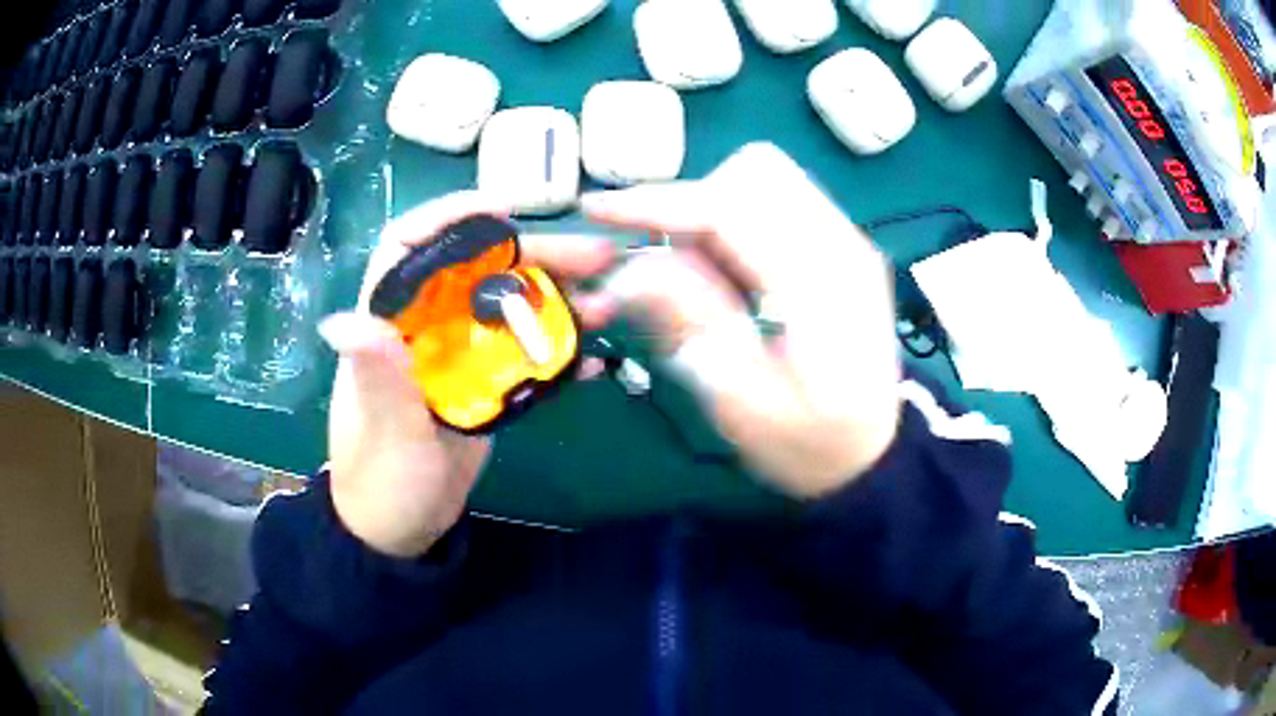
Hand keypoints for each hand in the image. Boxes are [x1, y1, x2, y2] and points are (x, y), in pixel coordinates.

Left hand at [319, 192, 613, 556]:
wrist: (400, 528)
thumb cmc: (381, 479)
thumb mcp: (382, 431)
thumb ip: (376, 376)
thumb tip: (343, 318)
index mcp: (389, 324)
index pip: (407, 247)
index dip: (449, 216)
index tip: (505, 210)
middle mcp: (425, 327)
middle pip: (478, 270)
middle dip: (534, 256)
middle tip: (595, 258)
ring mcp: (459, 355)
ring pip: (510, 307)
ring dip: (558, 300)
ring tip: (606, 306)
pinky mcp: (485, 384)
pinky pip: (526, 354)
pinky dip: (560, 351)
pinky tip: (594, 360)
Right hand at [582, 143, 900, 498]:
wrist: (871, 455)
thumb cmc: (810, 444)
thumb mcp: (742, 404)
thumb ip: (691, 326)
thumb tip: (627, 268)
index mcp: (822, 286)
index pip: (732, 207)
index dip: (657, 203)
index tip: (598, 212)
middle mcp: (842, 245)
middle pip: (755, 171)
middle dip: (692, 199)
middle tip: (660, 254)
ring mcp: (847, 241)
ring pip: (766, 177)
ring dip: (712, 206)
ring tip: (689, 263)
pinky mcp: (841, 247)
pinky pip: (778, 201)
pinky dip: (736, 217)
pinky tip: (724, 266)